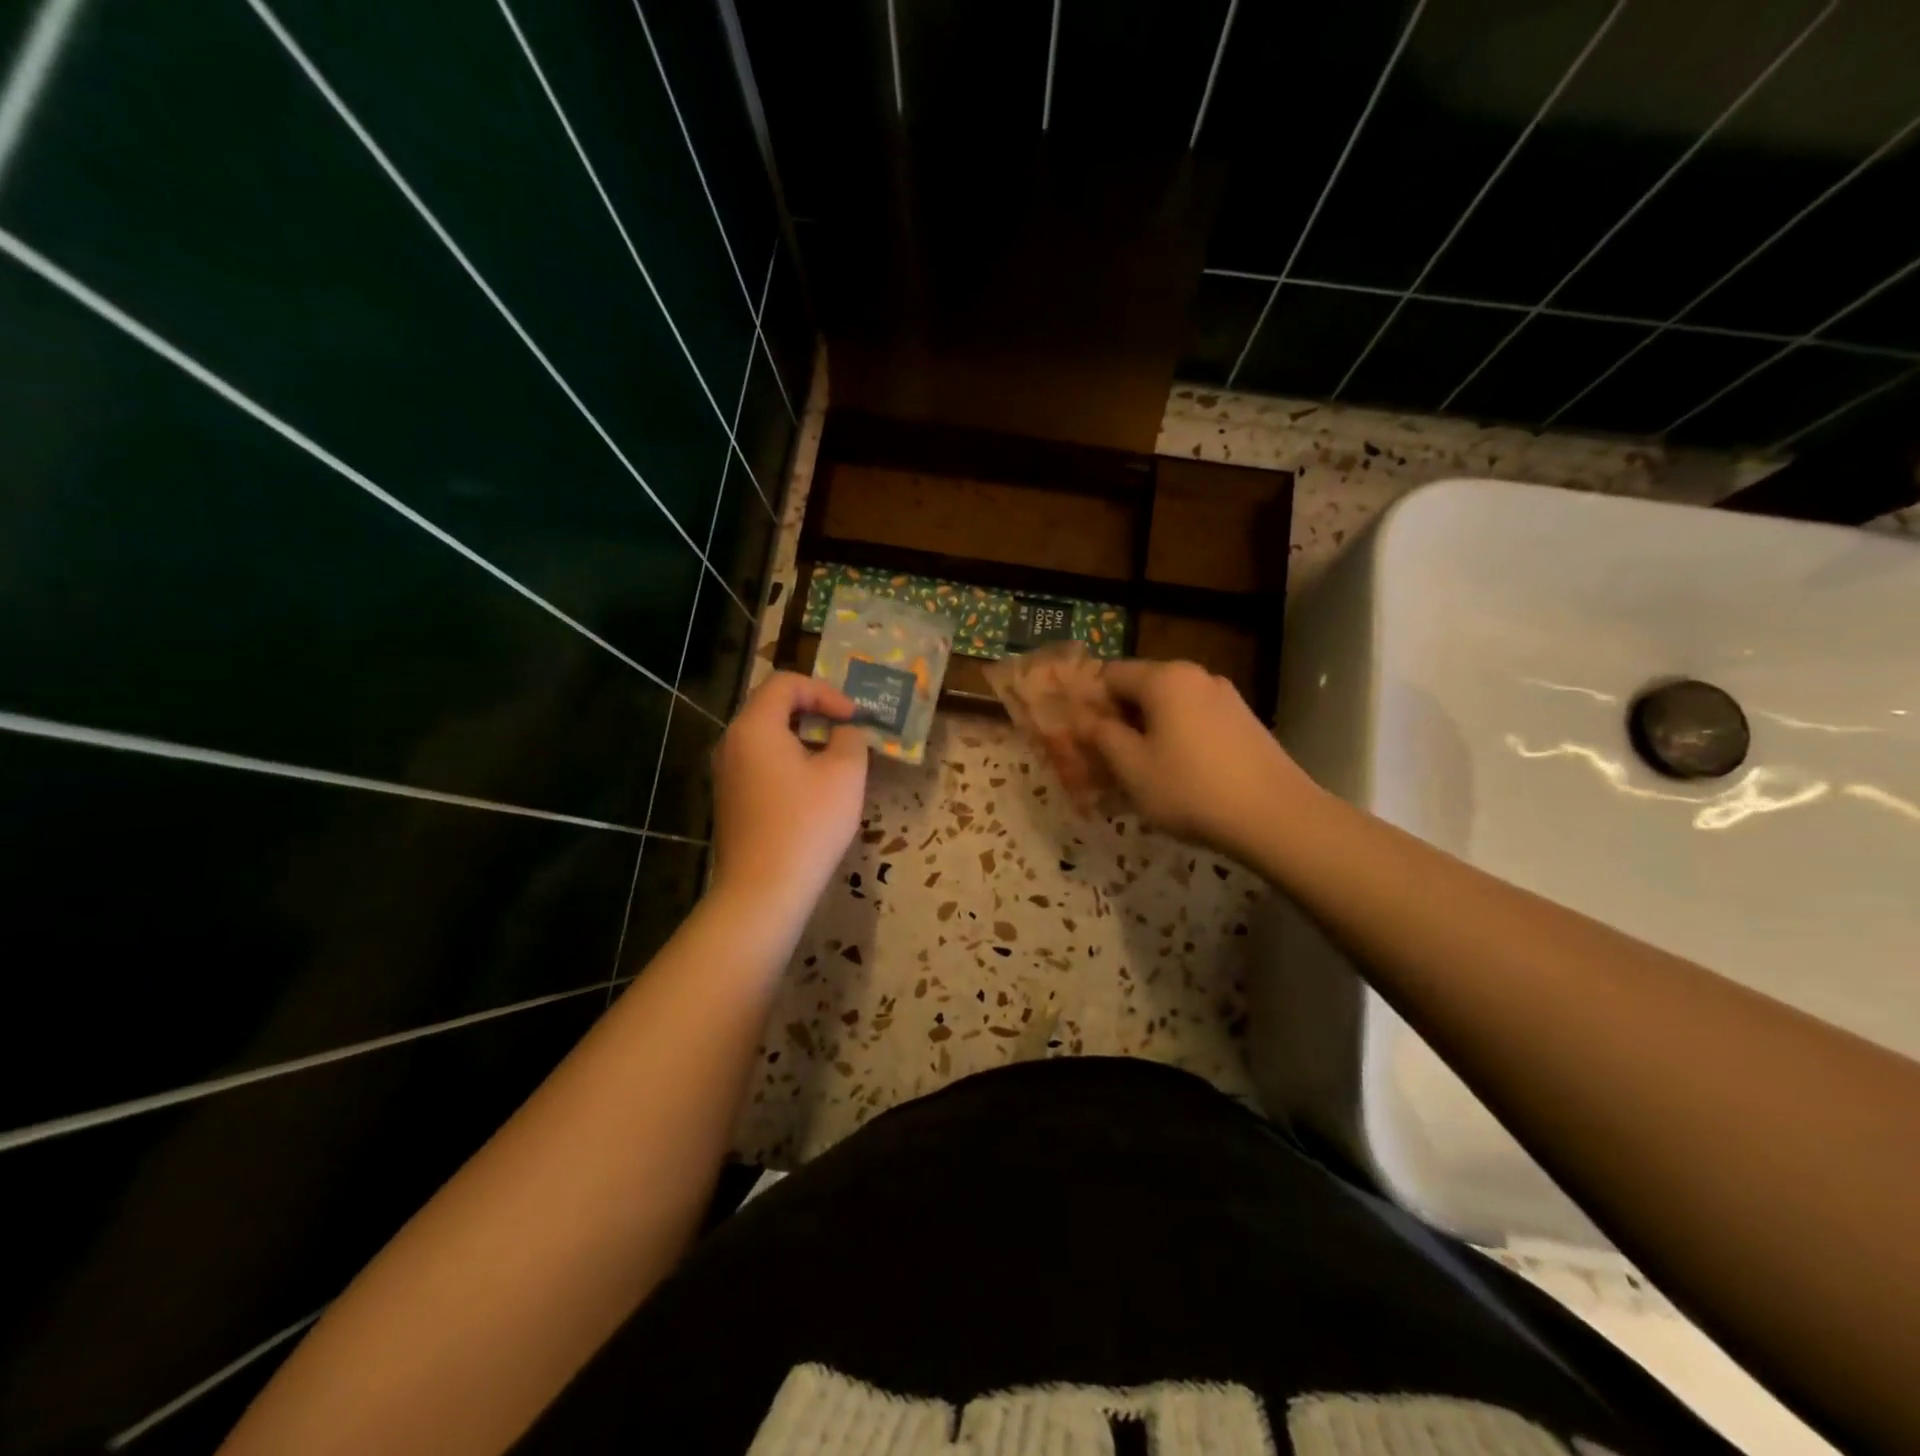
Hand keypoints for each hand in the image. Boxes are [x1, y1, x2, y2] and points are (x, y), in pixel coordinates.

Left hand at [708, 672, 869, 923]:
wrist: (763, 890)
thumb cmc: (807, 824)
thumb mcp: (845, 774)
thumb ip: (850, 739)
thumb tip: (844, 732)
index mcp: (755, 727)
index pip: (786, 683)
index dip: (825, 691)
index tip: (854, 717)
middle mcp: (732, 743)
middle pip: (772, 706)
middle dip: (815, 711)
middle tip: (847, 730)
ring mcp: (727, 774)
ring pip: (766, 737)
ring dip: (803, 737)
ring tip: (836, 759)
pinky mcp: (730, 801)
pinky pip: (761, 764)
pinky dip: (789, 761)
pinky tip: (813, 789)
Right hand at [1078, 659, 1317, 855]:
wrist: (1276, 817)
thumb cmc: (1190, 788)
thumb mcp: (1132, 767)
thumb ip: (1102, 736)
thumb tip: (1085, 718)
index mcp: (1164, 678)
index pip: (1110, 674)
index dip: (1089, 702)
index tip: (1080, 737)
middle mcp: (1196, 675)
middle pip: (1141, 687)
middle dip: (1118, 718)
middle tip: (1105, 759)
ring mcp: (1225, 696)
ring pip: (1170, 706)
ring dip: (1147, 730)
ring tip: (1140, 771)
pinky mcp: (1244, 720)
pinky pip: (1195, 720)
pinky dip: (1177, 738)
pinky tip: (1177, 773)